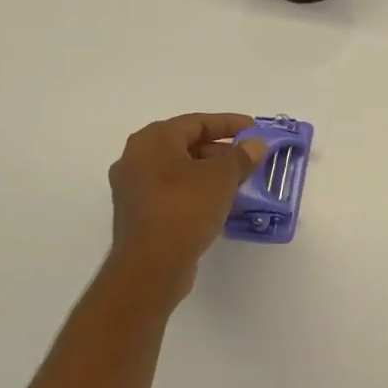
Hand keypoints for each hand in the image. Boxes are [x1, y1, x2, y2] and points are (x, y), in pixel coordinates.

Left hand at [107, 114, 264, 297]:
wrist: (151, 266)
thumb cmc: (185, 208)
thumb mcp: (222, 177)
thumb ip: (242, 156)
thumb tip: (255, 145)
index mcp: (153, 140)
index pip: (197, 122)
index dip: (229, 124)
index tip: (254, 129)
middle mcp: (136, 158)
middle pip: (186, 145)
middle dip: (221, 150)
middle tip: (249, 158)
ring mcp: (133, 187)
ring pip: (180, 170)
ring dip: (210, 173)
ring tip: (240, 181)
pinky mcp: (139, 213)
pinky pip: (173, 191)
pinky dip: (197, 191)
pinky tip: (220, 203)